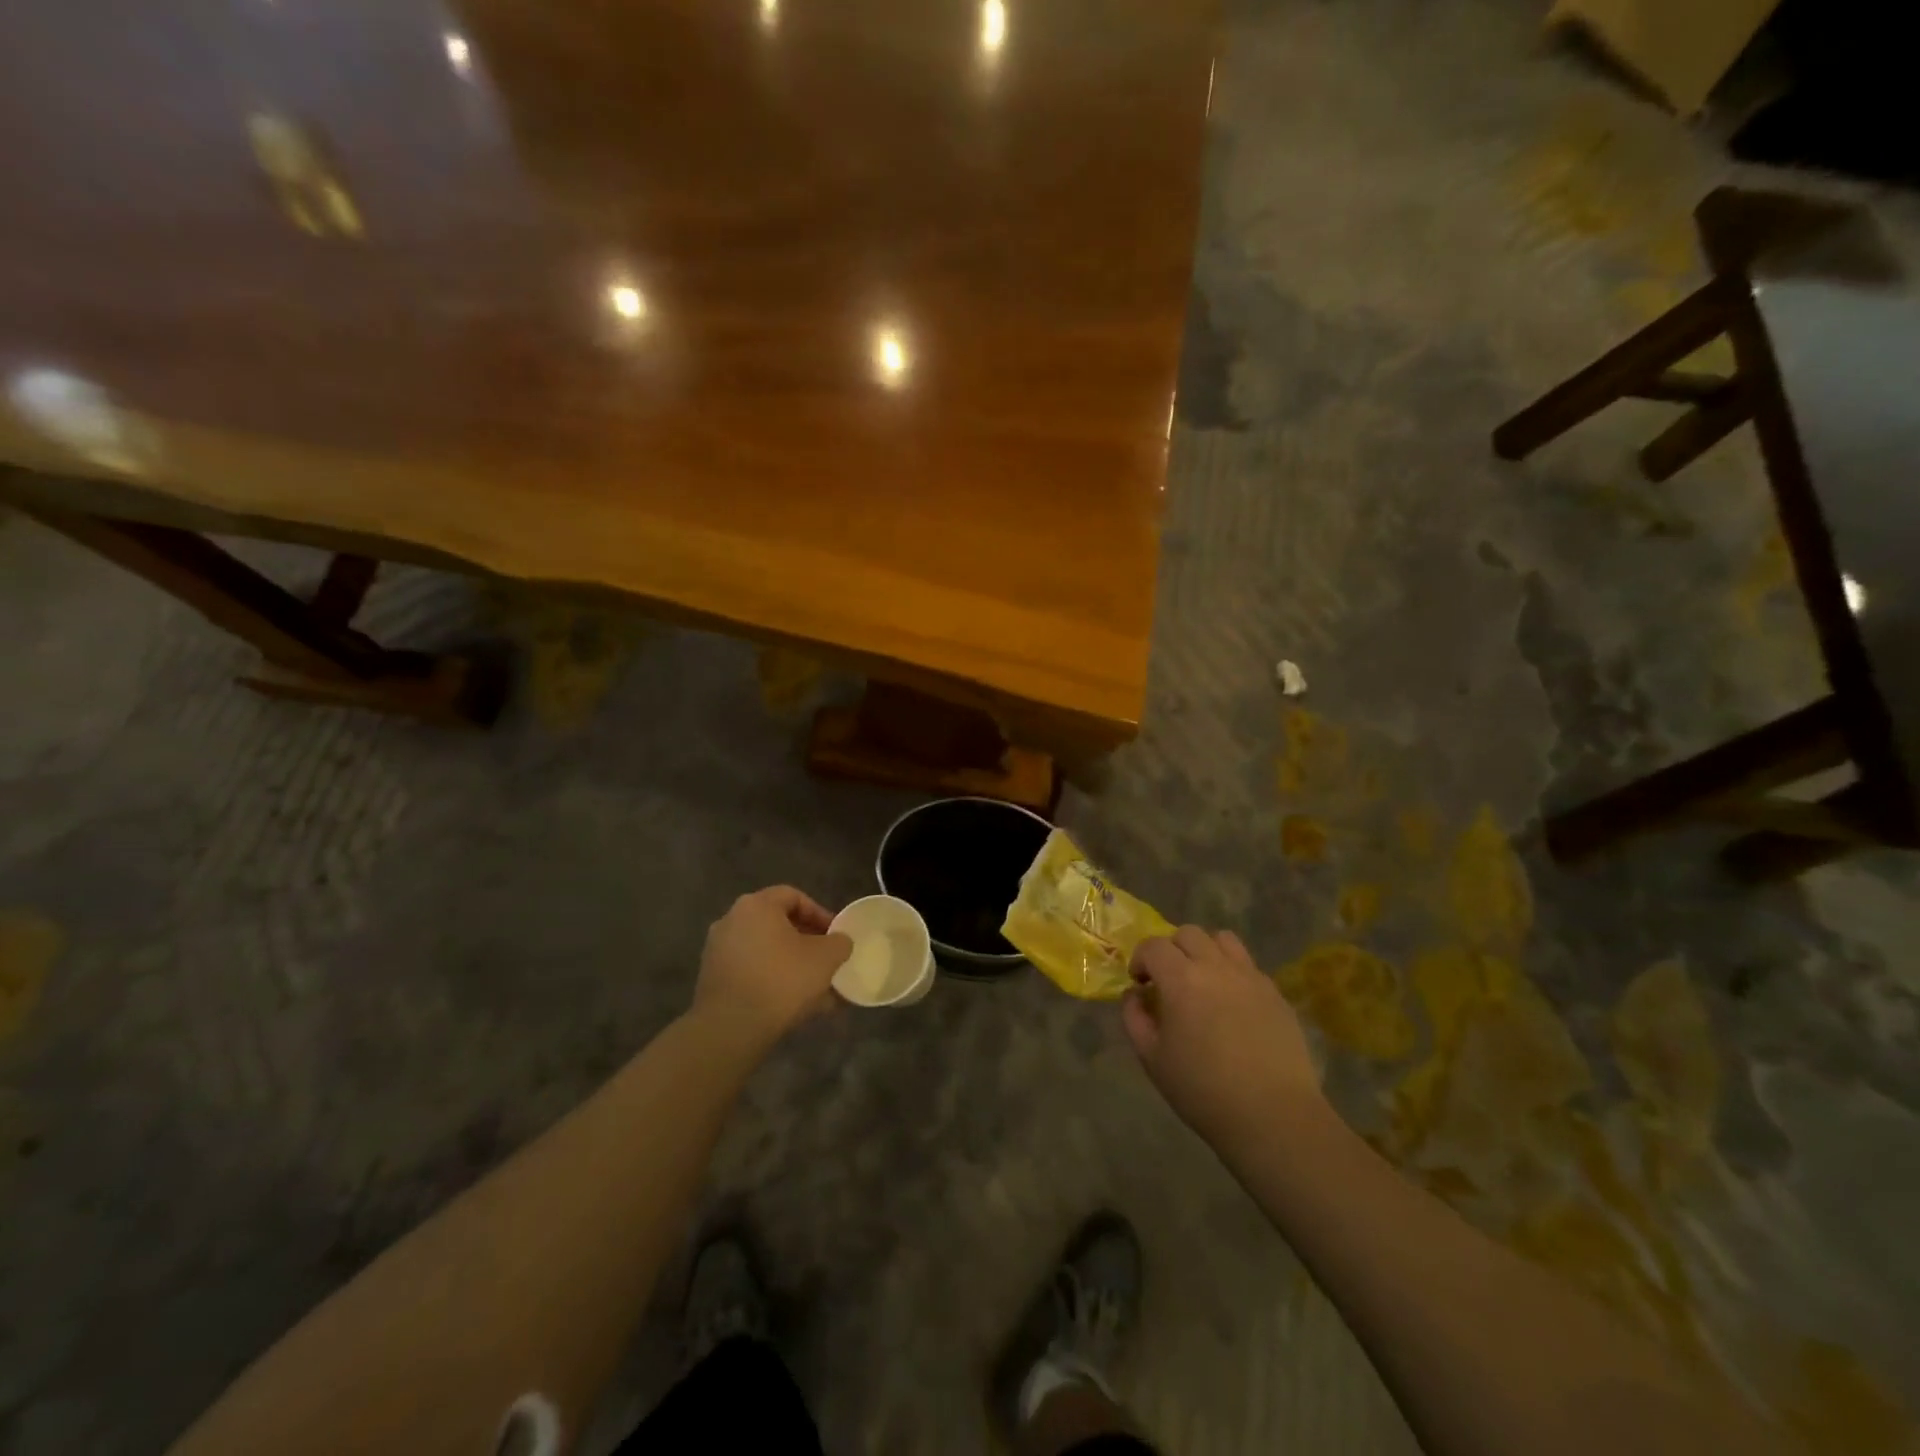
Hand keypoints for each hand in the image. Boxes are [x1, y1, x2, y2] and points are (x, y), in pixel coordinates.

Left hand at [693, 886, 851, 1049]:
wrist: (731, 1028)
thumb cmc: (782, 980)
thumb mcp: (826, 958)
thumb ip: (839, 943)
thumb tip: (838, 942)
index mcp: (756, 905)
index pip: (793, 897)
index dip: (819, 914)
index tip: (835, 935)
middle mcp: (731, 921)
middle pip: (777, 925)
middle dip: (806, 943)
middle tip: (826, 961)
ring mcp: (718, 951)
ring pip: (765, 952)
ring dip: (791, 965)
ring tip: (815, 990)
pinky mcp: (712, 980)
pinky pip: (751, 972)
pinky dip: (772, 981)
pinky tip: (794, 1006)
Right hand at [1123, 926, 1325, 1150]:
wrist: (1273, 1116)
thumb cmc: (1203, 1090)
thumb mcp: (1152, 1059)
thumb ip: (1135, 1018)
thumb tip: (1134, 994)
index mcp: (1182, 980)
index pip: (1154, 946)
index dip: (1140, 959)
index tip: (1140, 983)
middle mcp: (1216, 967)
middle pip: (1188, 933)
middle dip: (1171, 950)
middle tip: (1168, 980)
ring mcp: (1250, 977)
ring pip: (1223, 940)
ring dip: (1205, 951)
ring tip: (1203, 980)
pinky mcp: (1276, 994)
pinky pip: (1248, 966)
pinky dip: (1232, 972)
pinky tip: (1232, 1004)